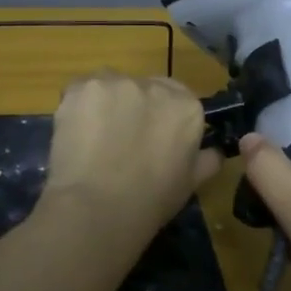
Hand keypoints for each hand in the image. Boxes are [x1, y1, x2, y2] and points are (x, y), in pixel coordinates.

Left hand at [38, 72, 219, 242]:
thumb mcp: (191, 183)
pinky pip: (79, 92)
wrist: (97, 207)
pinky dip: (78, 110)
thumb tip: (215, 151)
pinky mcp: (80, 88)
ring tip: (94, 140)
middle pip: (143, 88)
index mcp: (187, 107)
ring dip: (106, 106)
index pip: (179, 98)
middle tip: (121, 142)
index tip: (152, 139)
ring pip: (110, 88)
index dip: (162, 117)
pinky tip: (75, 135)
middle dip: (134, 109)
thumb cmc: (151, 201)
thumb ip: (206, 159)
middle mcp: (154, 85)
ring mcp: (115, 83)